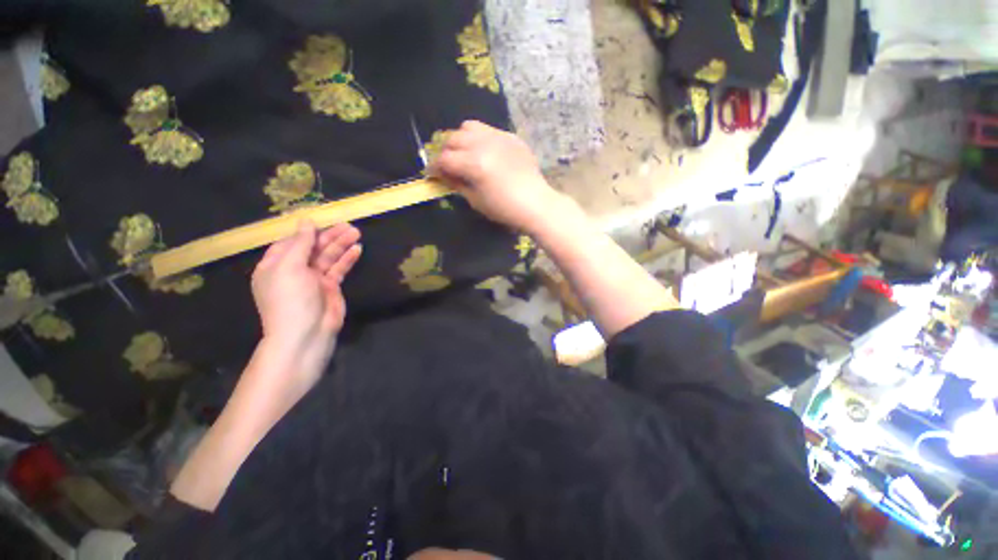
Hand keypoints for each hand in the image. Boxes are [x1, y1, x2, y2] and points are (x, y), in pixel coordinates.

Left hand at [251, 221, 361, 368]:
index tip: (323, 220)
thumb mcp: (289, 268)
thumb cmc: (290, 299)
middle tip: (348, 225)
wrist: (306, 334)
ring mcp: (314, 279)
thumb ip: (300, 243)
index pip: (290, 242)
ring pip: (328, 257)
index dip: (306, 231)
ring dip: (341, 244)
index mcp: (275, 265)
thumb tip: (306, 221)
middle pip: (313, 248)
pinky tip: (357, 249)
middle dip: (330, 236)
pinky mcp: (331, 287)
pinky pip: (339, 269)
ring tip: (356, 232)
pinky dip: (347, 259)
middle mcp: (294, 270)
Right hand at [429, 120, 562, 233]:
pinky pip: (489, 130)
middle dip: (446, 152)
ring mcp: (499, 137)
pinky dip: (480, 139)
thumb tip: (444, 175)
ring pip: (469, 127)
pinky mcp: (511, 137)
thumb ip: (457, 184)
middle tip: (448, 165)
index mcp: (474, 164)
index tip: (433, 174)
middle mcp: (484, 144)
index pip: (445, 159)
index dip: (434, 167)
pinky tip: (486, 153)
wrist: (536, 203)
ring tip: (465, 154)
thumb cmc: (504, 209)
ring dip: (461, 139)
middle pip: (453, 138)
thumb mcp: (476, 201)